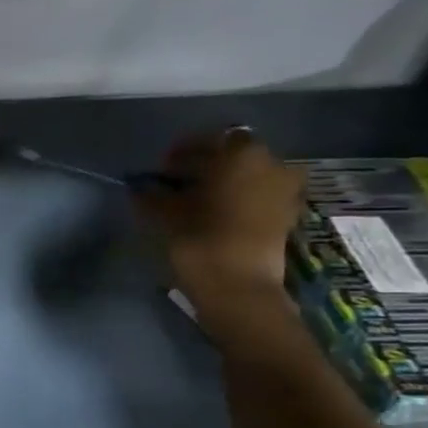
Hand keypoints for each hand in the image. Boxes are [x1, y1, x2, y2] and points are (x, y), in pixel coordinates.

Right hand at [135, 128, 305, 314]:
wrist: (239, 287)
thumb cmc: (199, 240)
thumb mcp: (165, 214)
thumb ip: (152, 194)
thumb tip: (141, 187)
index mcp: (240, 155)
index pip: (208, 140)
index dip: (182, 151)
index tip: (162, 168)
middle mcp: (270, 164)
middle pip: (232, 155)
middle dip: (205, 165)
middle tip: (176, 182)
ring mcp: (284, 191)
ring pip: (247, 175)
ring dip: (222, 182)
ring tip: (194, 200)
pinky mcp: (286, 216)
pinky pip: (257, 195)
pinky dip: (237, 199)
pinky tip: (213, 213)